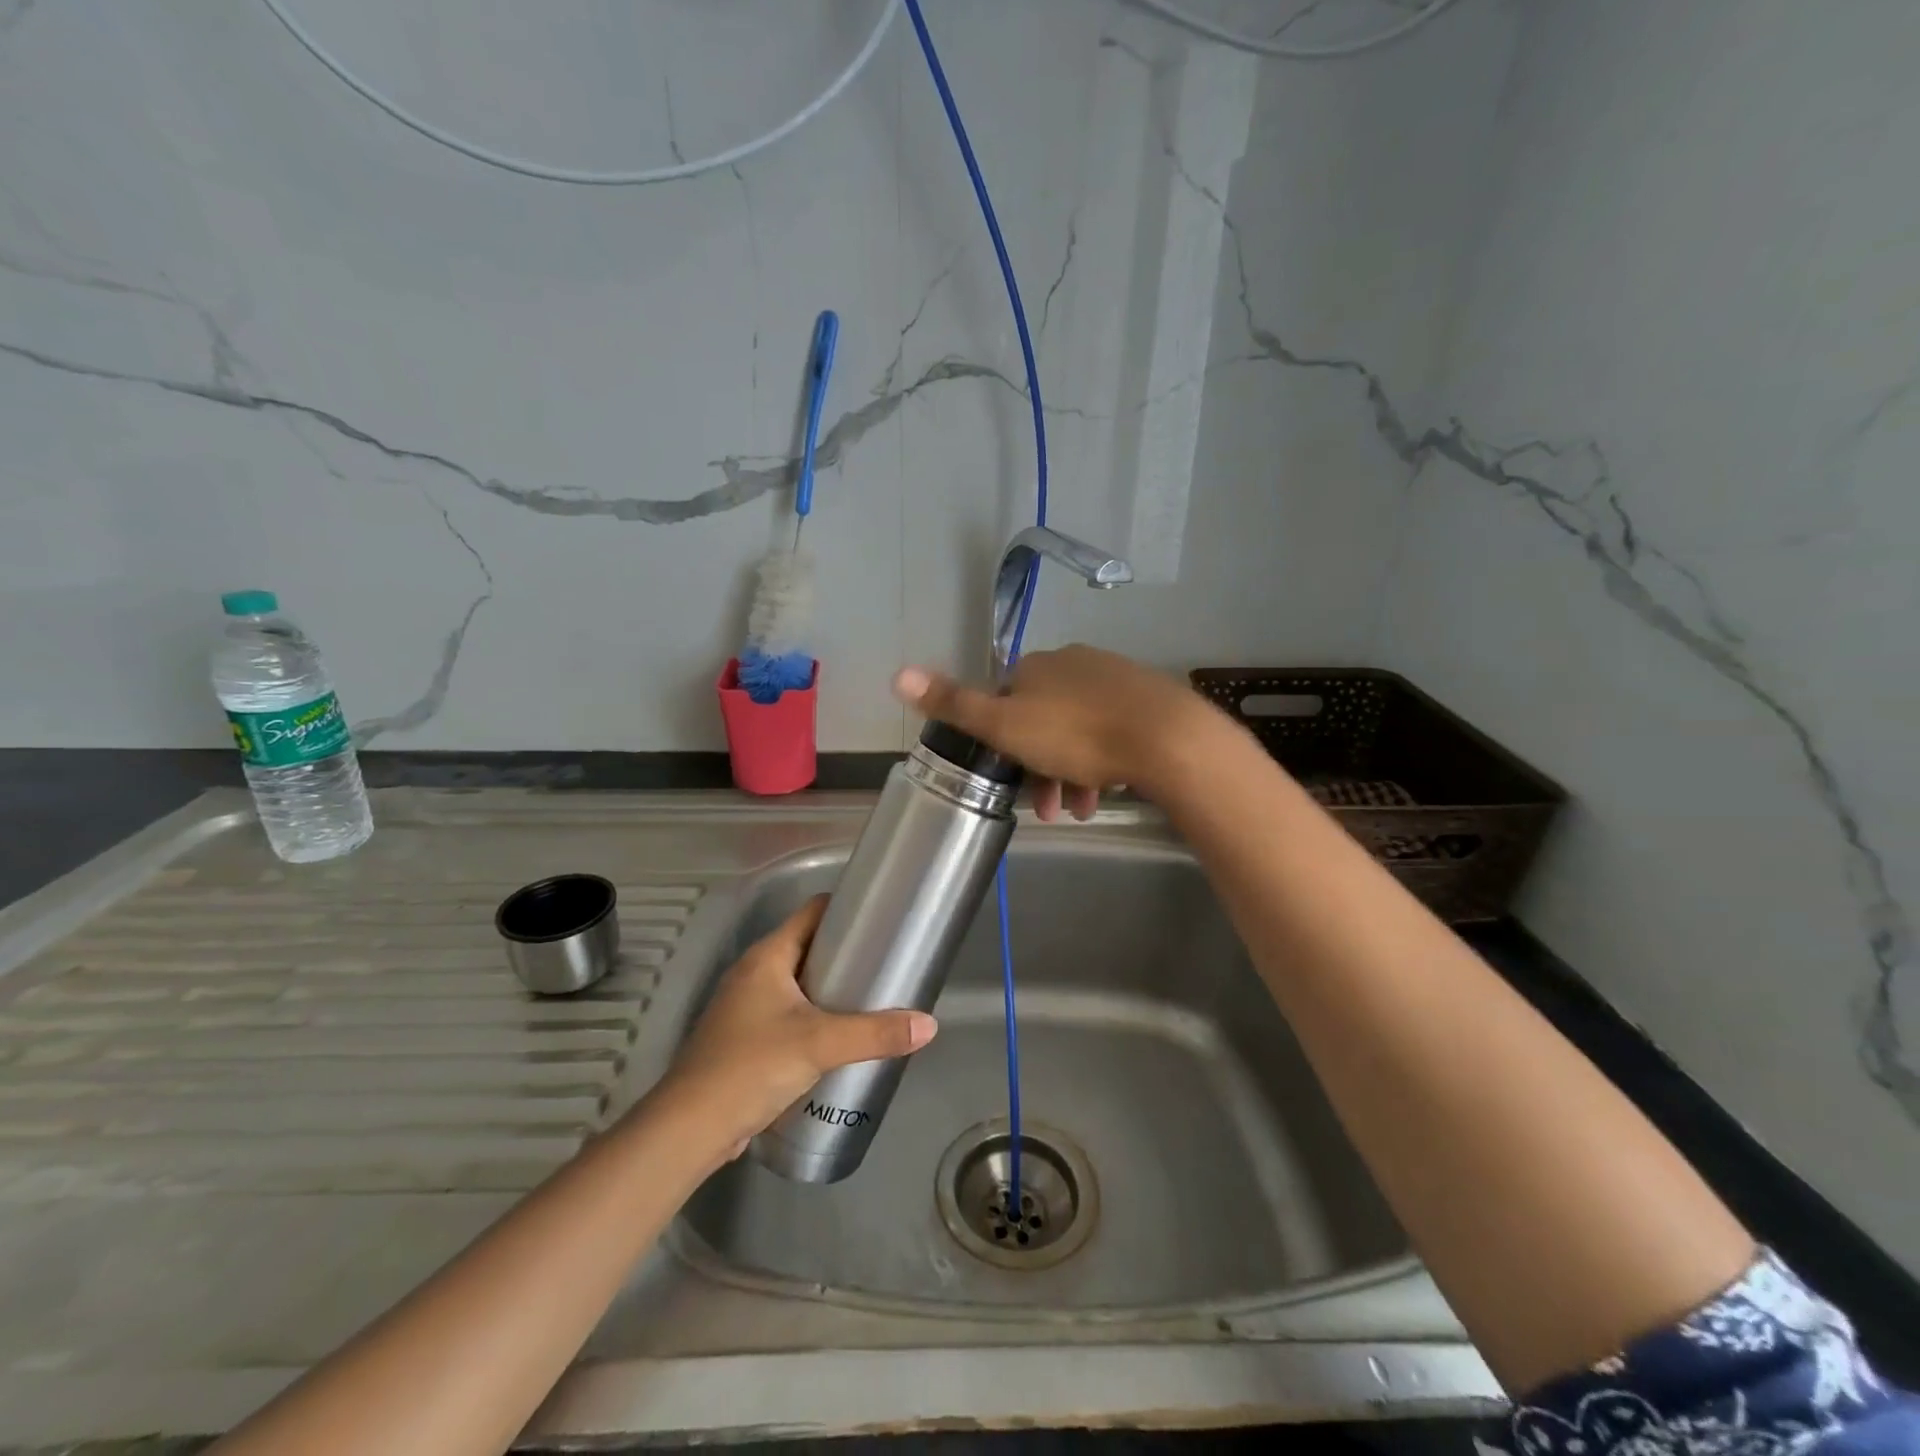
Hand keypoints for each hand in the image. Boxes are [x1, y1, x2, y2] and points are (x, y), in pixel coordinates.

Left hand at [655, 896, 937, 1159]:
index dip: (846, 909)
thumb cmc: (751, 1066)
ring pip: (798, 984)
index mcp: (767, 956)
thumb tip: (929, 1025)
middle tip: (887, 963)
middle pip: (808, 947)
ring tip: (873, 998)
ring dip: (831, 989)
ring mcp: (746, 1007)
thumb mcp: (820, 1044)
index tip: (883, 918)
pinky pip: (789, 1014)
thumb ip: (875, 1033)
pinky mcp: (745, 1039)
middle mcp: (754, 973)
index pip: (812, 912)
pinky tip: (841, 1037)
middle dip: (846, 954)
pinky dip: (815, 1017)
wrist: (690, 1129)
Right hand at [892, 645, 1222, 820]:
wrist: (1166, 738)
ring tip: (1078, 811)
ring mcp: (1115, 679)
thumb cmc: (1076, 735)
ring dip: (1072, 774)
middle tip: (1048, 809)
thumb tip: (897, 673)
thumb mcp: (1004, 726)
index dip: (1002, 743)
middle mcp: (1074, 664)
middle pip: (1044, 720)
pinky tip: (1109, 792)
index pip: (1005, 701)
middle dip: (1040, 768)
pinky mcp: (1148, 700)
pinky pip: (1113, 732)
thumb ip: (953, 703)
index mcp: (1037, 667)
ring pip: (1080, 731)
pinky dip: (1103, 763)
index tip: (1011, 781)